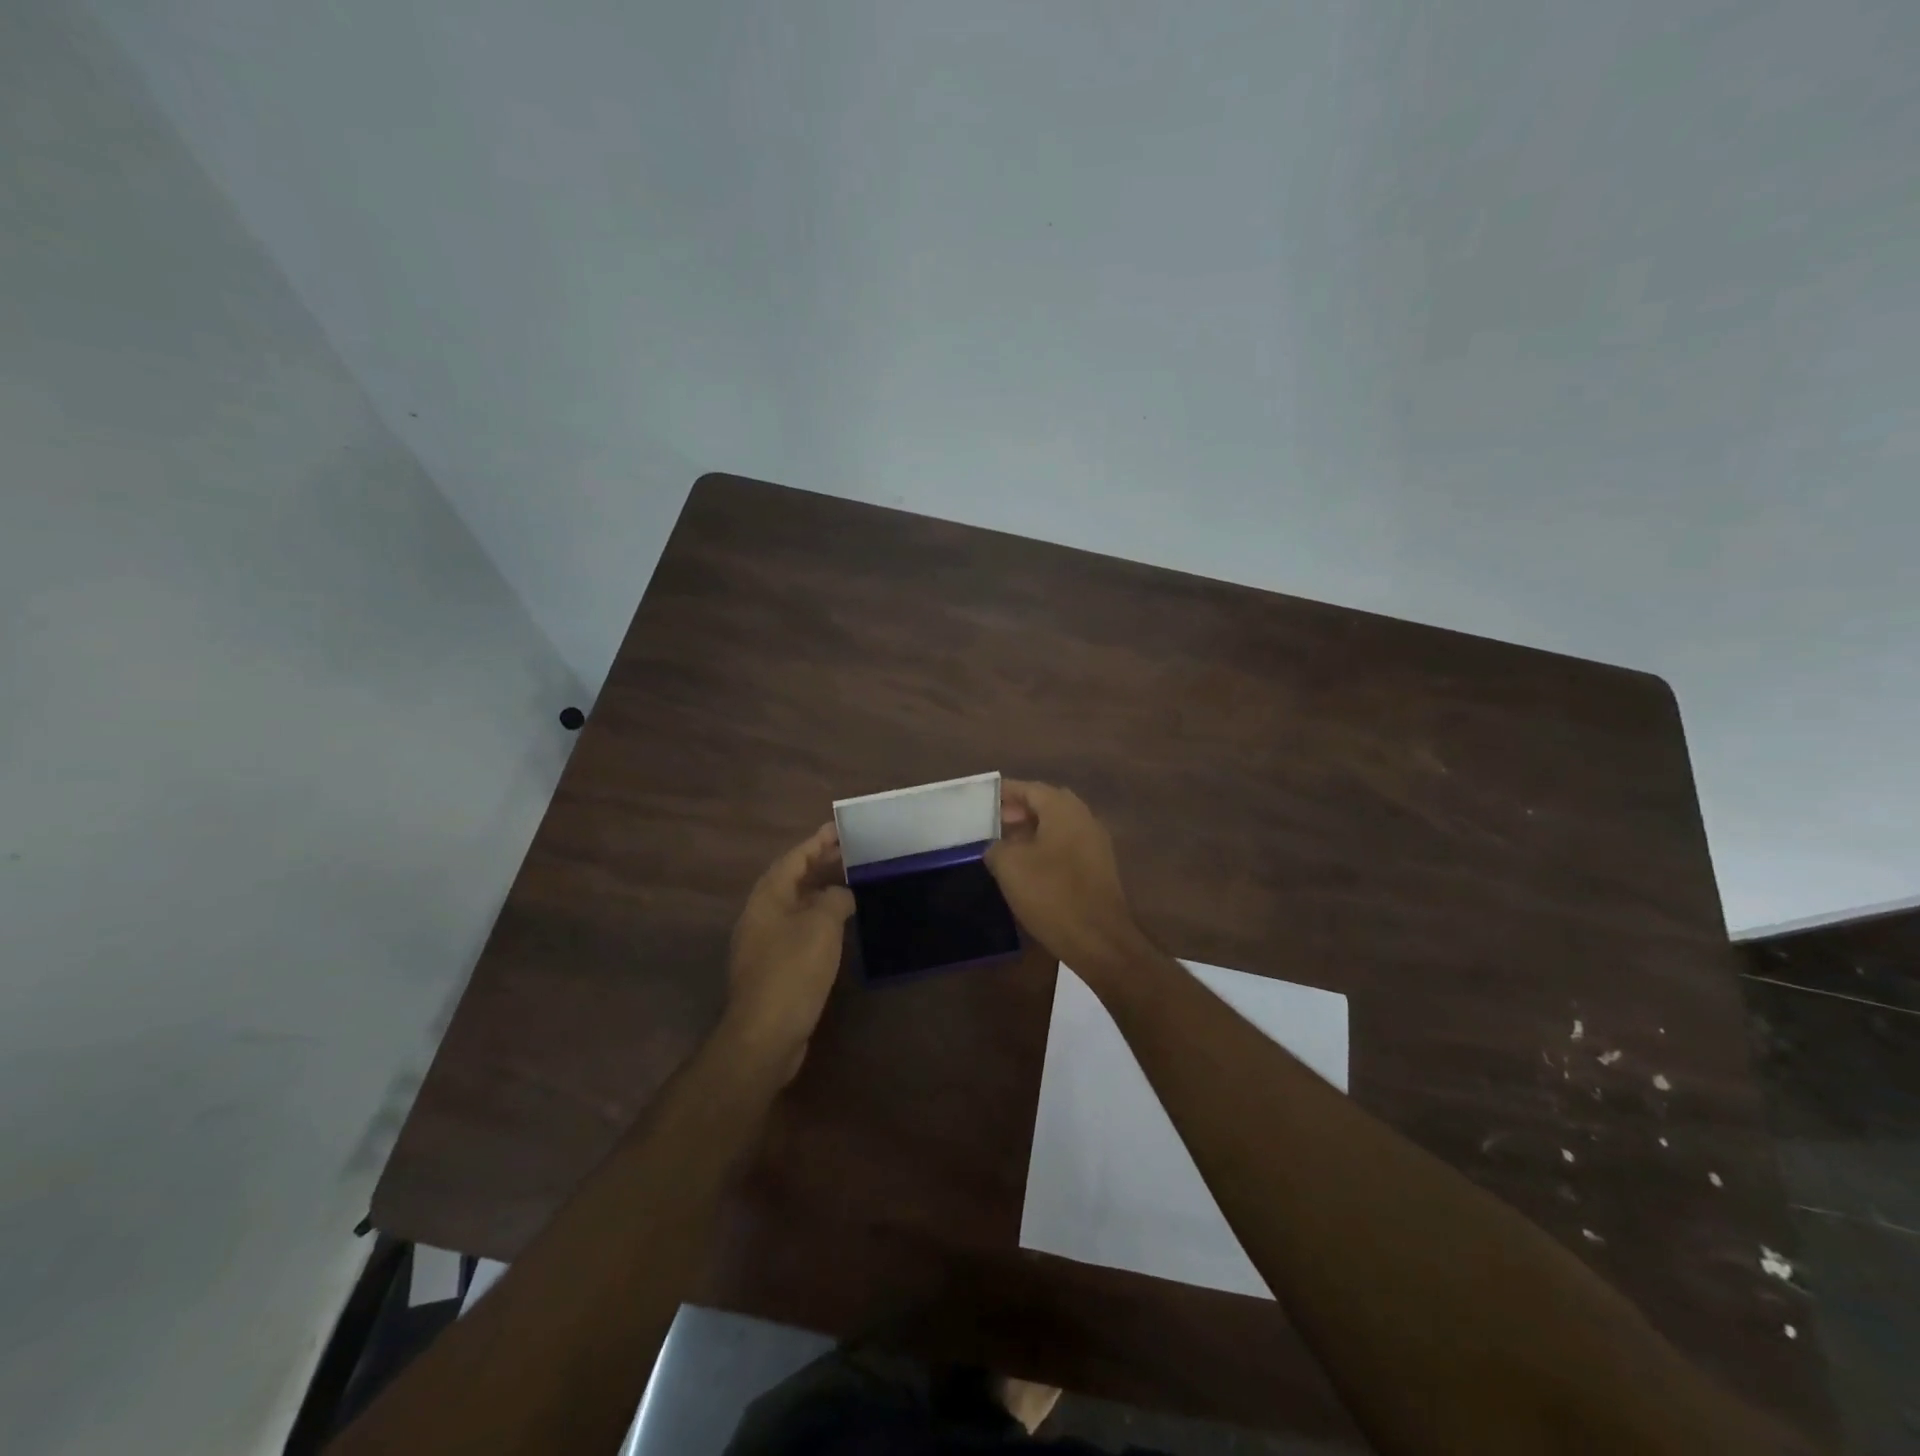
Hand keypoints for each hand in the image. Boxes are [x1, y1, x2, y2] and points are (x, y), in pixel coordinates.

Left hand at [724, 823, 854, 1080]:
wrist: (766, 1033)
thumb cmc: (793, 970)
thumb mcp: (821, 925)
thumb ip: (833, 899)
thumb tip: (840, 894)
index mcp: (767, 897)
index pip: (793, 859)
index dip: (816, 842)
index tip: (839, 829)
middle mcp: (760, 915)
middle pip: (791, 880)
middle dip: (819, 865)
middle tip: (850, 853)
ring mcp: (764, 943)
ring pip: (795, 906)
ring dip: (819, 892)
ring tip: (849, 884)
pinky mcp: (773, 967)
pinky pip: (797, 929)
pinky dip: (818, 918)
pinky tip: (838, 925)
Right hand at [986, 781, 1149, 979]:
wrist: (1099, 940)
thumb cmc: (1052, 894)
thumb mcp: (1010, 866)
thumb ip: (996, 846)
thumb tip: (997, 846)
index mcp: (1064, 809)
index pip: (1030, 788)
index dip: (1004, 792)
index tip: (981, 800)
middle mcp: (1084, 818)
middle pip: (1046, 804)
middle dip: (1019, 810)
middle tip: (992, 824)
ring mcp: (1095, 843)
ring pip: (1058, 826)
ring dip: (1032, 830)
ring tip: (1005, 846)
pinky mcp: (1098, 867)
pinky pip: (1067, 846)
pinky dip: (1046, 848)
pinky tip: (1028, 868)